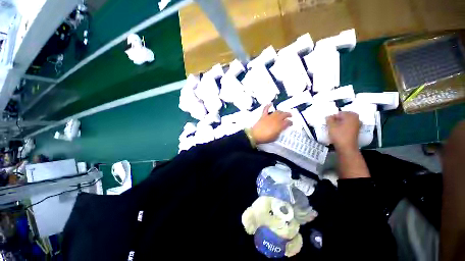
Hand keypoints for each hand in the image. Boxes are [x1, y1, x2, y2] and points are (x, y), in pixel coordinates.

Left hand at [251, 104, 291, 143]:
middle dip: (288, 115)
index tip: (291, 124)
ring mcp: (269, 117)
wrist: (255, 135)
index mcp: (280, 125)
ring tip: (282, 113)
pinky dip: (268, 106)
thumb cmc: (266, 138)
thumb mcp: (275, 137)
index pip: (288, 122)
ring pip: (277, 111)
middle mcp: (276, 119)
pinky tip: (270, 103)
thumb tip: (280, 129)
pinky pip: (266, 109)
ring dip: (281, 111)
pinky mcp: (263, 116)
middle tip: (290, 116)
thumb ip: (279, 132)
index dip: (290, 122)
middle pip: (284, 115)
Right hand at [326, 111, 360, 150]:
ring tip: (334, 128)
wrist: (347, 148)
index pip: (340, 113)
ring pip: (347, 122)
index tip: (328, 122)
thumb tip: (329, 116)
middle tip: (331, 124)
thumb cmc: (339, 135)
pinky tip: (339, 131)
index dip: (333, 116)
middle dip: (338, 119)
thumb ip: (329, 119)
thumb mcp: (331, 126)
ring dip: (340, 123)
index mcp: (351, 116)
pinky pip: (349, 126)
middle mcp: (356, 119)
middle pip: (345, 117)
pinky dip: (344, 127)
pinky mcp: (356, 132)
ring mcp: (357, 126)